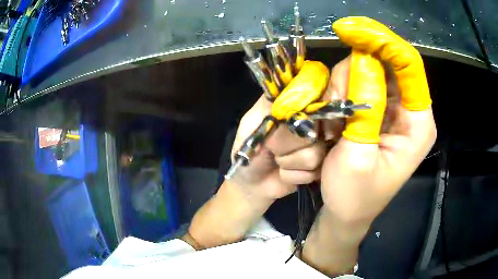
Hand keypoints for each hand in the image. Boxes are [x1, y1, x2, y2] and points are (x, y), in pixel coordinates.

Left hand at [230, 95, 327, 200]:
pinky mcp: (319, 165)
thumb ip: (269, 108)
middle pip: (315, 128)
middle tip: (273, 149)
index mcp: (290, 106)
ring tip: (278, 162)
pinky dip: (295, 175)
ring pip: (316, 152)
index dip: (304, 113)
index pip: (311, 99)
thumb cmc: (246, 154)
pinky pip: (316, 170)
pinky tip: (286, 173)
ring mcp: (316, 144)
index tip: (291, 126)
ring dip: (290, 163)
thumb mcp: (250, 126)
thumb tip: (289, 96)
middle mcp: (308, 122)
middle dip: (288, 145)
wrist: (252, 185)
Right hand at [322, 16, 436, 227]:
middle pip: (384, 62)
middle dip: (354, 73)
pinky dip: (340, 93)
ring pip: (365, 70)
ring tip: (333, 125)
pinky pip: (356, 83)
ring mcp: (391, 108)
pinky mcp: (375, 110)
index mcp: (417, 124)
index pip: (409, 65)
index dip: (382, 41)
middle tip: (334, 106)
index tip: (349, 29)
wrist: (347, 212)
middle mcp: (409, 110)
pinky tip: (334, 120)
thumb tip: (364, 59)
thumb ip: (366, 108)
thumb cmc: (354, 196)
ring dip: (342, 87)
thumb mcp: (357, 158)